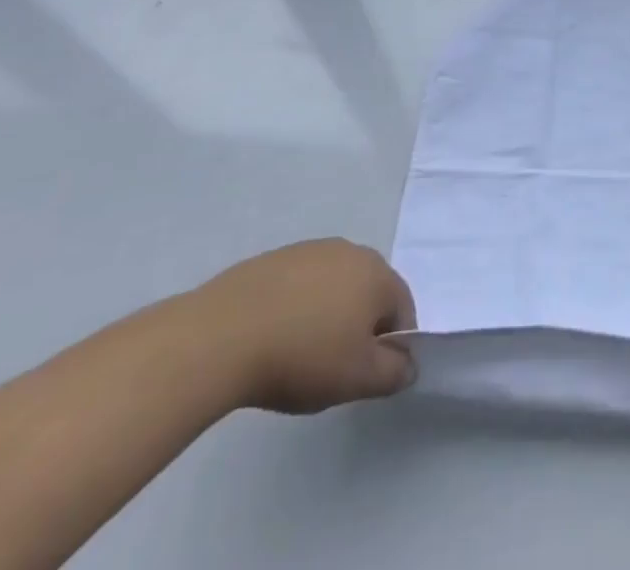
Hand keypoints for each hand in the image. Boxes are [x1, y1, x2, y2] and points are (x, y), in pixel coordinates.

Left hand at [188, 239, 417, 413]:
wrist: (222, 336)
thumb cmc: (302, 357)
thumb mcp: (357, 379)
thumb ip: (394, 372)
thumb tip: (408, 363)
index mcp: (378, 274)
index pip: (402, 309)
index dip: (391, 345)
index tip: (365, 375)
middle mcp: (350, 251)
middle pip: (367, 293)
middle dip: (358, 327)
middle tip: (333, 367)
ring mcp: (310, 250)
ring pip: (332, 287)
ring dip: (326, 315)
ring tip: (297, 354)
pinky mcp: (273, 259)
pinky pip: (297, 286)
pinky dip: (294, 308)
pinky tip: (271, 338)